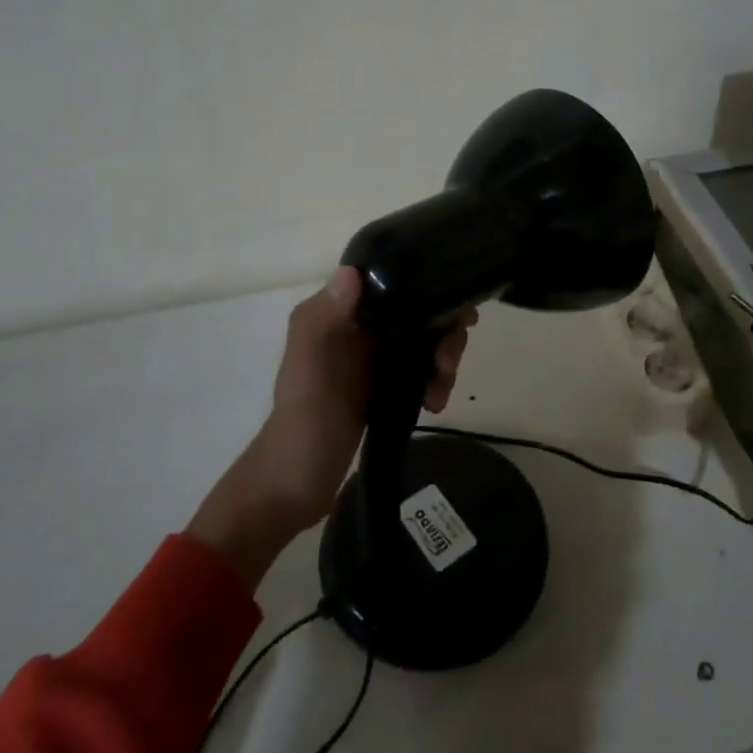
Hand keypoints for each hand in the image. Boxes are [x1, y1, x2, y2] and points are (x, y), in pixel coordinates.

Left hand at [187, 267, 473, 584]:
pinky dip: (435, 381)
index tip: (456, 312)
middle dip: (444, 334)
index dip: (430, 288)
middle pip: (419, 311)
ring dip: (444, 360)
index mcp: (340, 312)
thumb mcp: (310, 363)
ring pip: (426, 341)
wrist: (296, 481)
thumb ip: (328, 317)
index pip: (395, 282)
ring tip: (439, 392)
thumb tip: (352, 271)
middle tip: (446, 365)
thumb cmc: (305, 417)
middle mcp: (360, 326)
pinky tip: (435, 403)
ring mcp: (374, 356)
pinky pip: (422, 368)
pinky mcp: (385, 383)